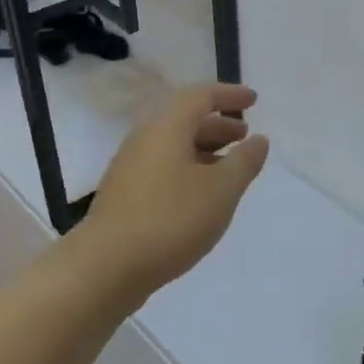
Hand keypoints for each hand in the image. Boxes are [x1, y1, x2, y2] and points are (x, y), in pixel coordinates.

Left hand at [74, 83, 270, 303]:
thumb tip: (258, 140)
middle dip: (218, 124)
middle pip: (184, 119)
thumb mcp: (221, 190)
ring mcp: (130, 167)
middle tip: (244, 136)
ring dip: (204, 149)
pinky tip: (201, 196)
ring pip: (173, 146)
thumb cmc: (171, 219)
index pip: (201, 96)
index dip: (229, 95)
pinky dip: (188, 170)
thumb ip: (244, 162)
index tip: (253, 100)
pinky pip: (163, 167)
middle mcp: (145, 139)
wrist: (105, 267)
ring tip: (229, 168)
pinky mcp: (125, 194)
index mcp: (167, 127)